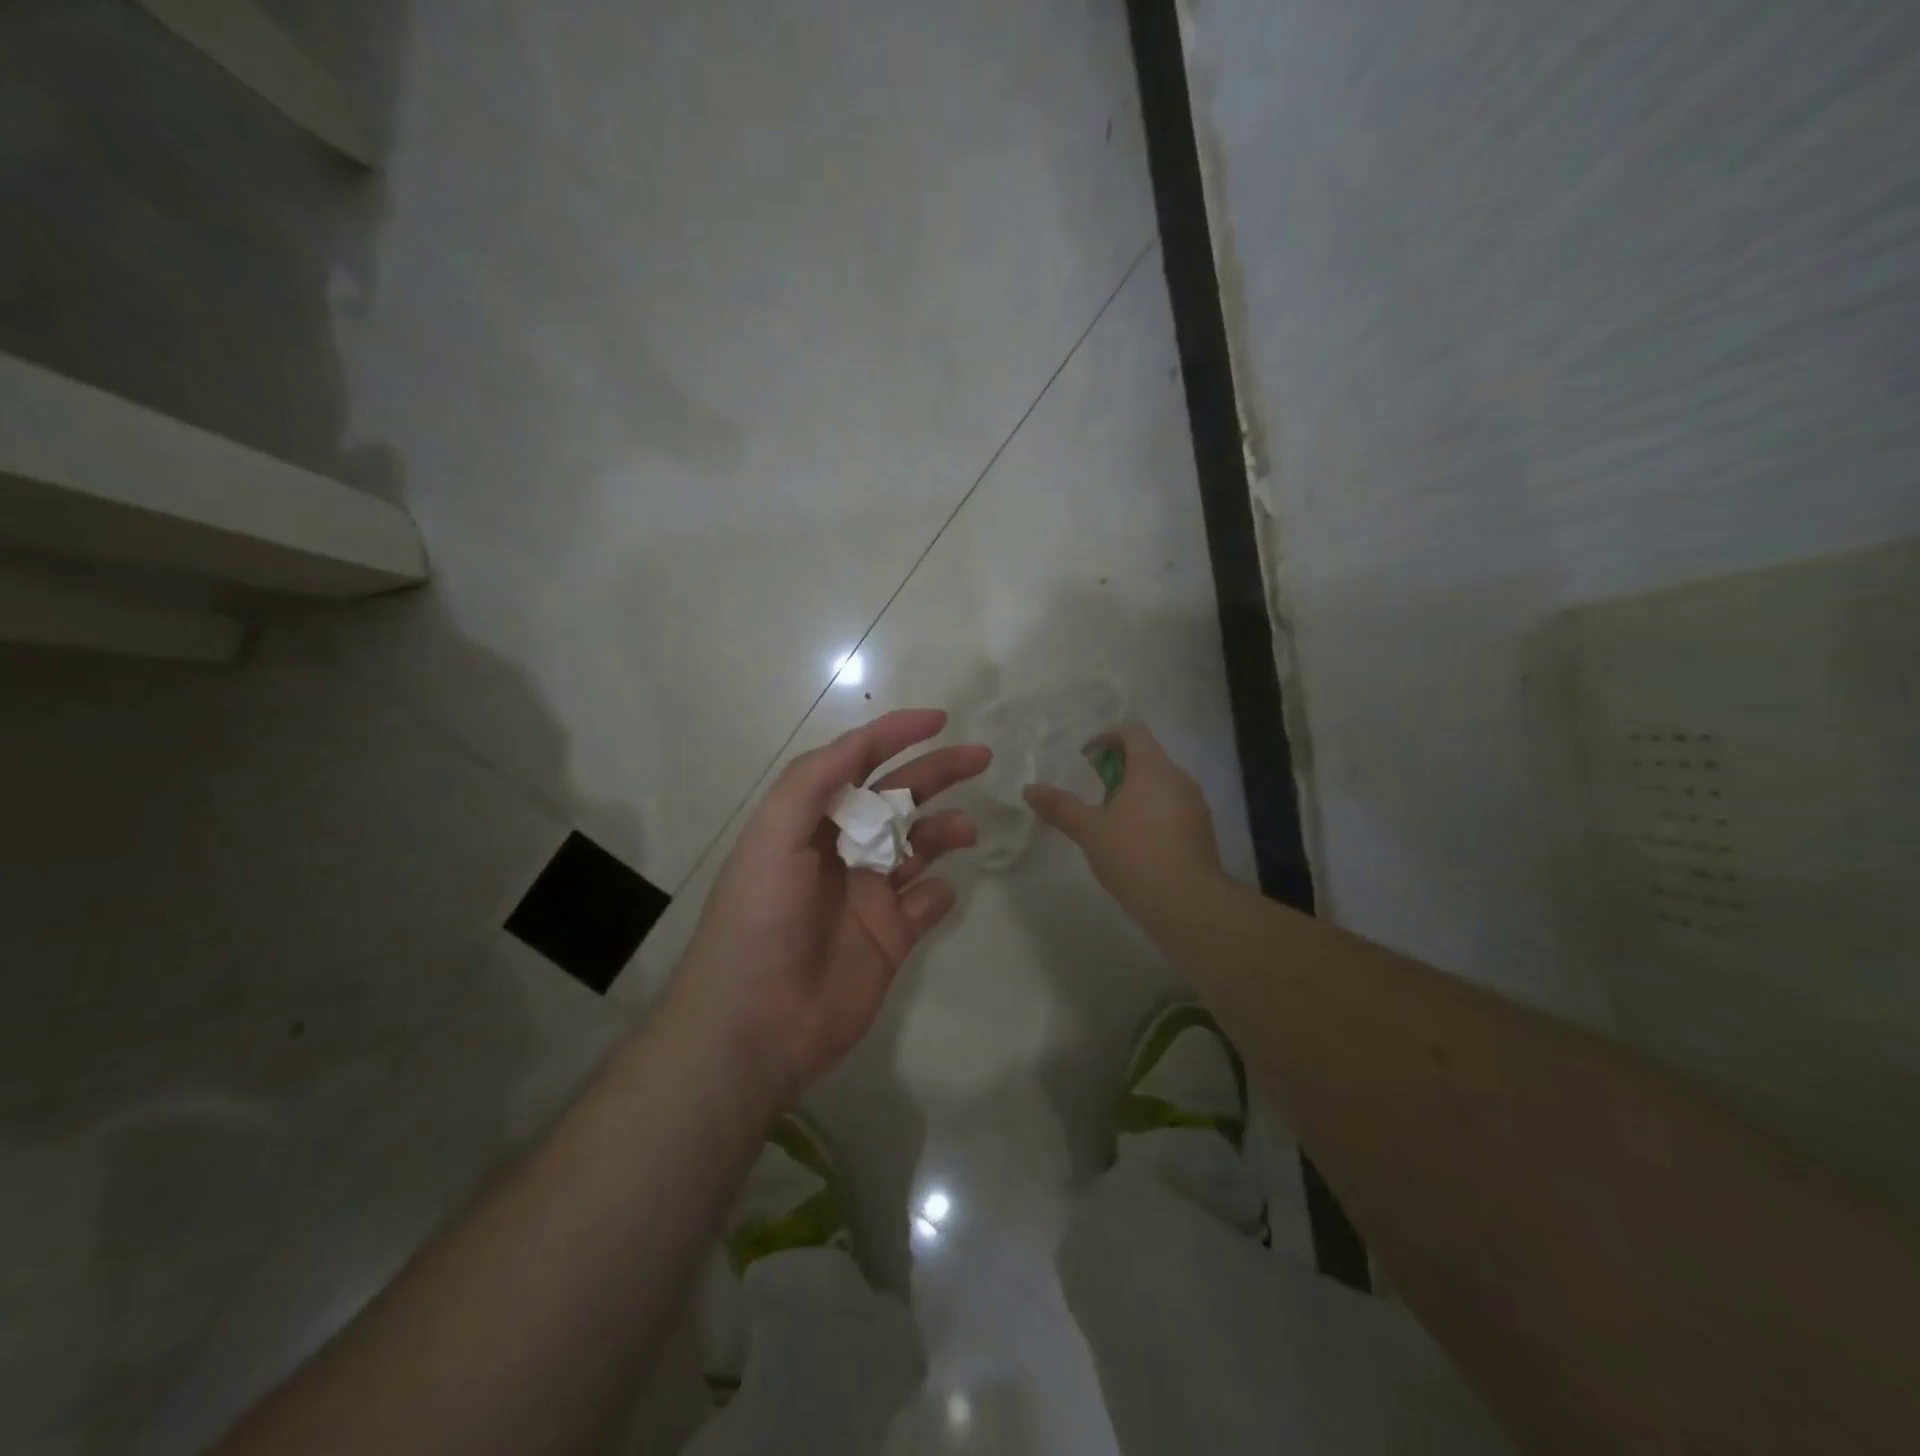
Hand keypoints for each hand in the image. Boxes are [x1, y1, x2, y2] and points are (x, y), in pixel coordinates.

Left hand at [669, 710, 989, 1113]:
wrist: (756, 1024)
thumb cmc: (759, 920)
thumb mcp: (772, 837)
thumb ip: (813, 782)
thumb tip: (861, 743)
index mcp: (810, 821)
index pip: (857, 763)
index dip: (894, 735)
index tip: (938, 719)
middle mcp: (842, 849)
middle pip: (898, 798)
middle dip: (936, 773)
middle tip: (980, 758)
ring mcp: (869, 894)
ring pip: (919, 846)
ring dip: (944, 829)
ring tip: (966, 828)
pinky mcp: (891, 937)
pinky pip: (927, 903)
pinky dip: (938, 892)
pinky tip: (936, 892)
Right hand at [1024, 722, 1223, 915]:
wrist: (1187, 903)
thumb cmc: (1134, 855)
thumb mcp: (1089, 830)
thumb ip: (1060, 806)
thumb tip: (1029, 789)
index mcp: (1153, 768)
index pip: (1133, 732)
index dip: (1107, 737)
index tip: (1086, 757)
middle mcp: (1179, 779)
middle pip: (1148, 757)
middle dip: (1119, 767)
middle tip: (1094, 790)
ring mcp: (1195, 805)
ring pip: (1162, 784)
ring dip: (1136, 791)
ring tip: (1112, 818)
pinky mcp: (1202, 830)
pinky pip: (1173, 807)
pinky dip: (1152, 811)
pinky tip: (1136, 841)